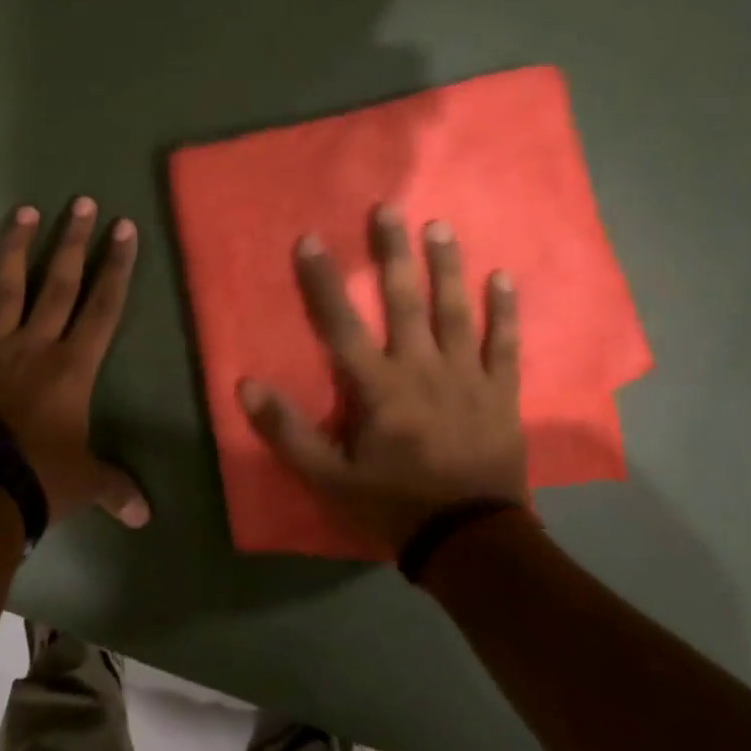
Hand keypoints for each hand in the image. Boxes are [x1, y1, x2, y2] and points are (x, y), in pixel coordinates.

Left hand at [0, 199, 150, 528]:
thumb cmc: (38, 479)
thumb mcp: (84, 484)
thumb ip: (116, 488)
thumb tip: (146, 518)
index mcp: (73, 366)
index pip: (103, 305)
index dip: (116, 266)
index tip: (123, 228)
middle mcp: (35, 343)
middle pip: (59, 282)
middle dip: (74, 240)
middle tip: (81, 201)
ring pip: (7, 287)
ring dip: (17, 248)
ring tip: (26, 211)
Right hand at [238, 205, 528, 555]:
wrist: (472, 542)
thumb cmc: (393, 505)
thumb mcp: (328, 478)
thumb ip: (287, 431)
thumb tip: (245, 386)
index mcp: (378, 387)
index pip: (341, 324)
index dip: (323, 281)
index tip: (310, 239)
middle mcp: (422, 369)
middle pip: (405, 301)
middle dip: (393, 253)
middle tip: (389, 208)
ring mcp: (468, 377)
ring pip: (454, 311)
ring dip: (446, 267)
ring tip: (440, 227)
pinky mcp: (501, 392)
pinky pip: (506, 344)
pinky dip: (505, 311)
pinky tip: (504, 277)